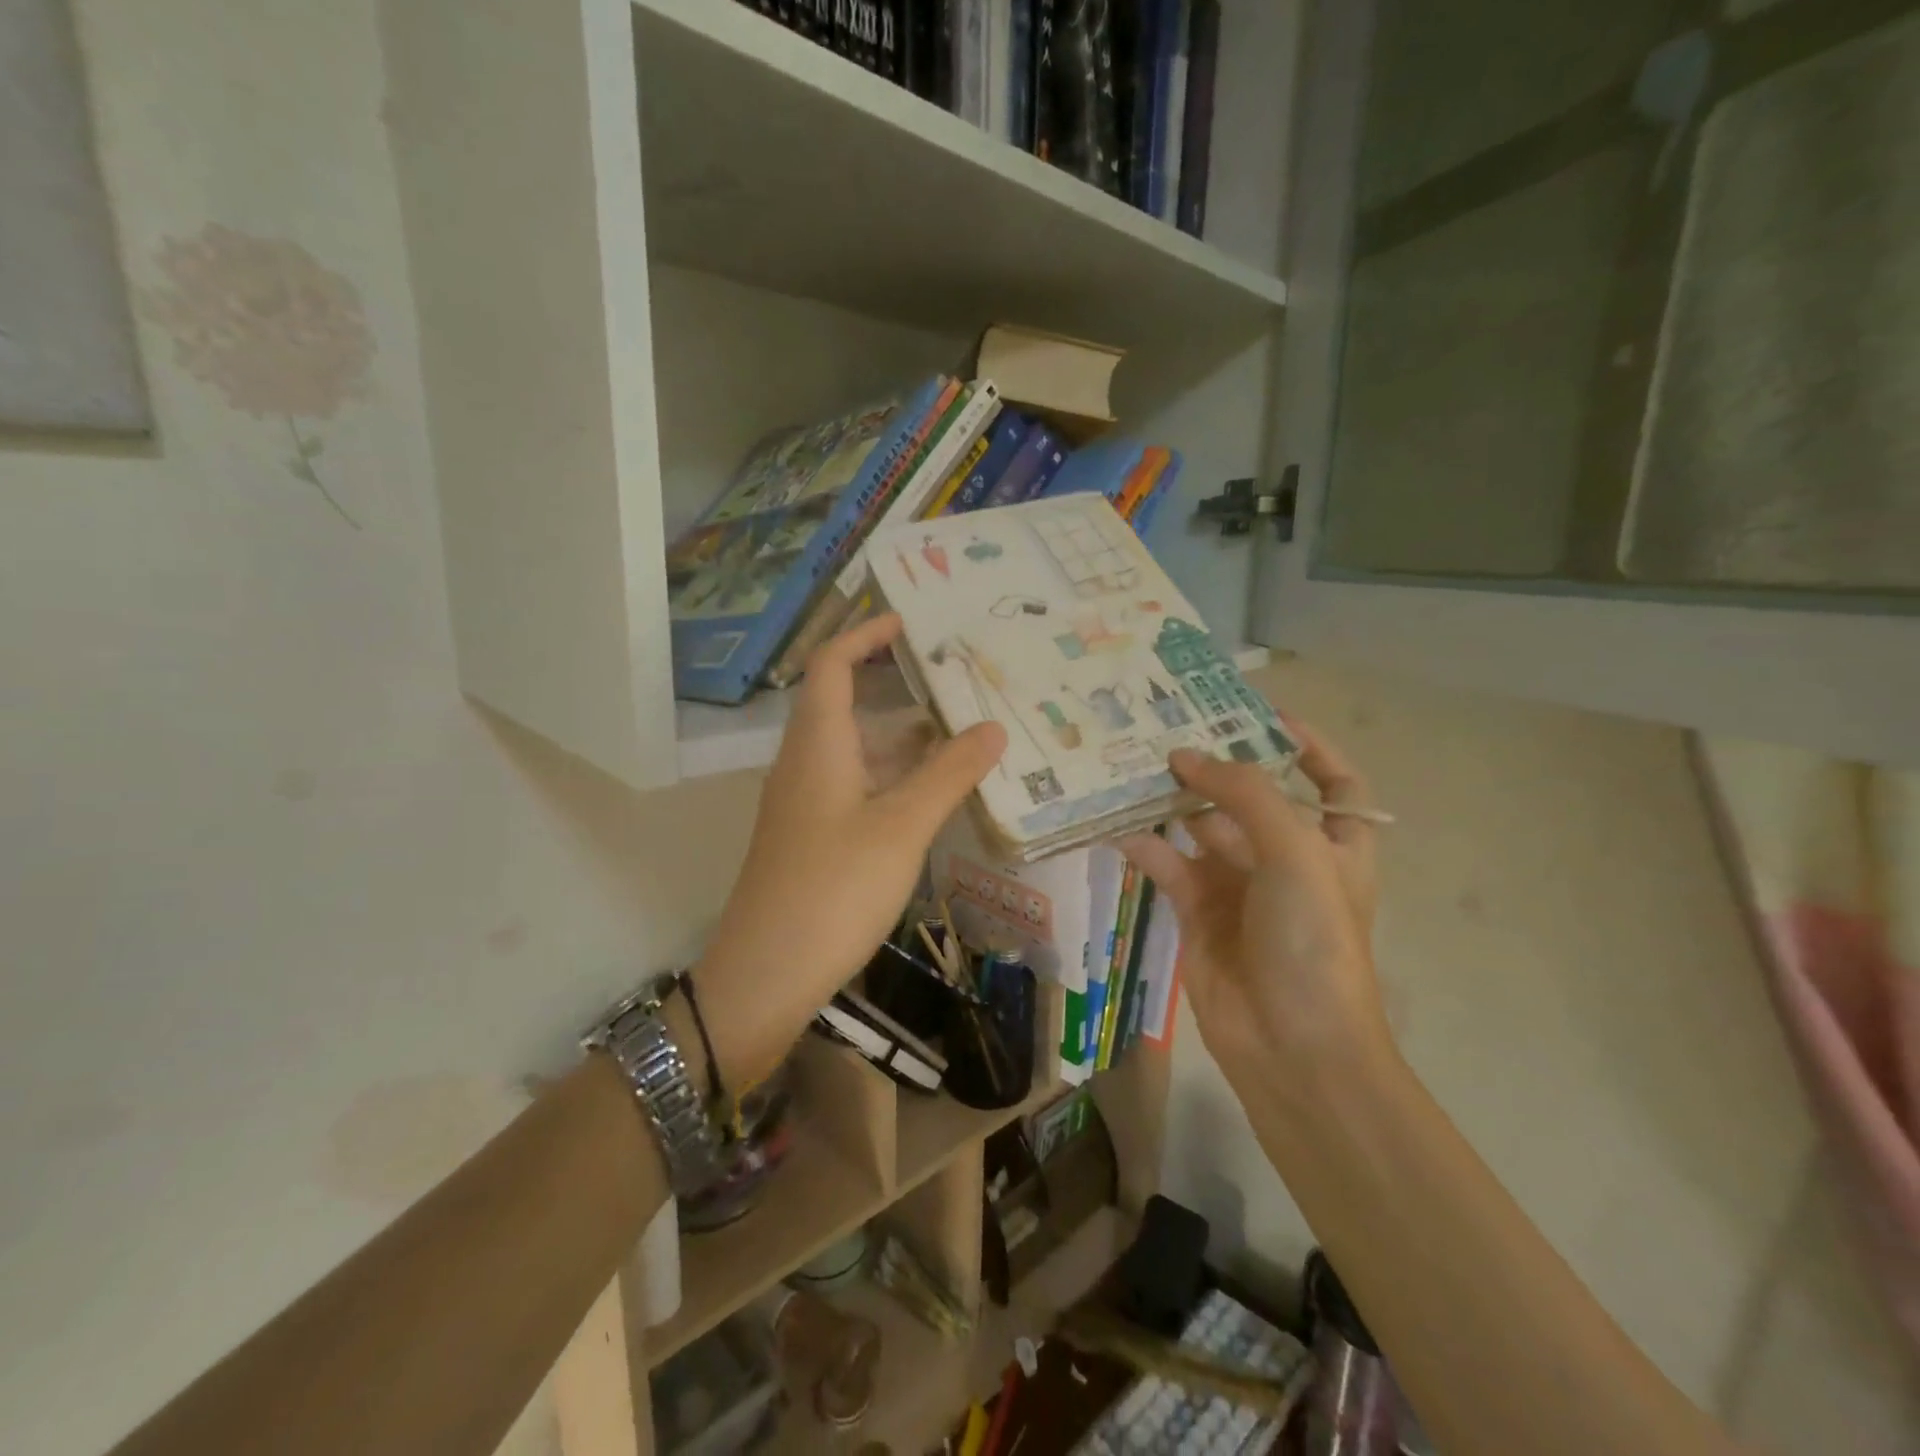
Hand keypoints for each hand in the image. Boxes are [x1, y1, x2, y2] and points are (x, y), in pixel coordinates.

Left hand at [692, 614, 1006, 1086]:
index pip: (832, 664)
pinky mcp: (811, 836)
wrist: (766, 973)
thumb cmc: (833, 888)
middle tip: (951, 677)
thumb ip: (948, 775)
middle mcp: (804, 763)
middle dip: (893, 682)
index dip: (864, 635)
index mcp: (818, 744)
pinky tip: (930, 794)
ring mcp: (804, 802)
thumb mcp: (901, 827)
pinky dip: (891, 775)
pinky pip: (854, 784)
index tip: (908, 622)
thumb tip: (993, 728)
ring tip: (957, 730)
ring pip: (853, 748)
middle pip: (843, 701)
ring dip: (899, 734)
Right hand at [1118, 723, 1386, 1093]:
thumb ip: (1246, 794)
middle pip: (1252, 798)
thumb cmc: (1314, 941)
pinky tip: (1119, 825)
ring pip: (1202, 828)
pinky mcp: (1198, 913)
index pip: (1333, 782)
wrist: (1293, 1047)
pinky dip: (1147, 846)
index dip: (1308, 747)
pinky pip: (1169, 866)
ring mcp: (1240, 887)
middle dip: (1218, 767)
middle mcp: (1287, 860)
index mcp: (1334, 845)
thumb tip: (1187, 757)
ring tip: (1135, 765)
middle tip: (1171, 729)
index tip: (1265, 718)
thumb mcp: (1296, 853)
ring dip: (1174, 801)